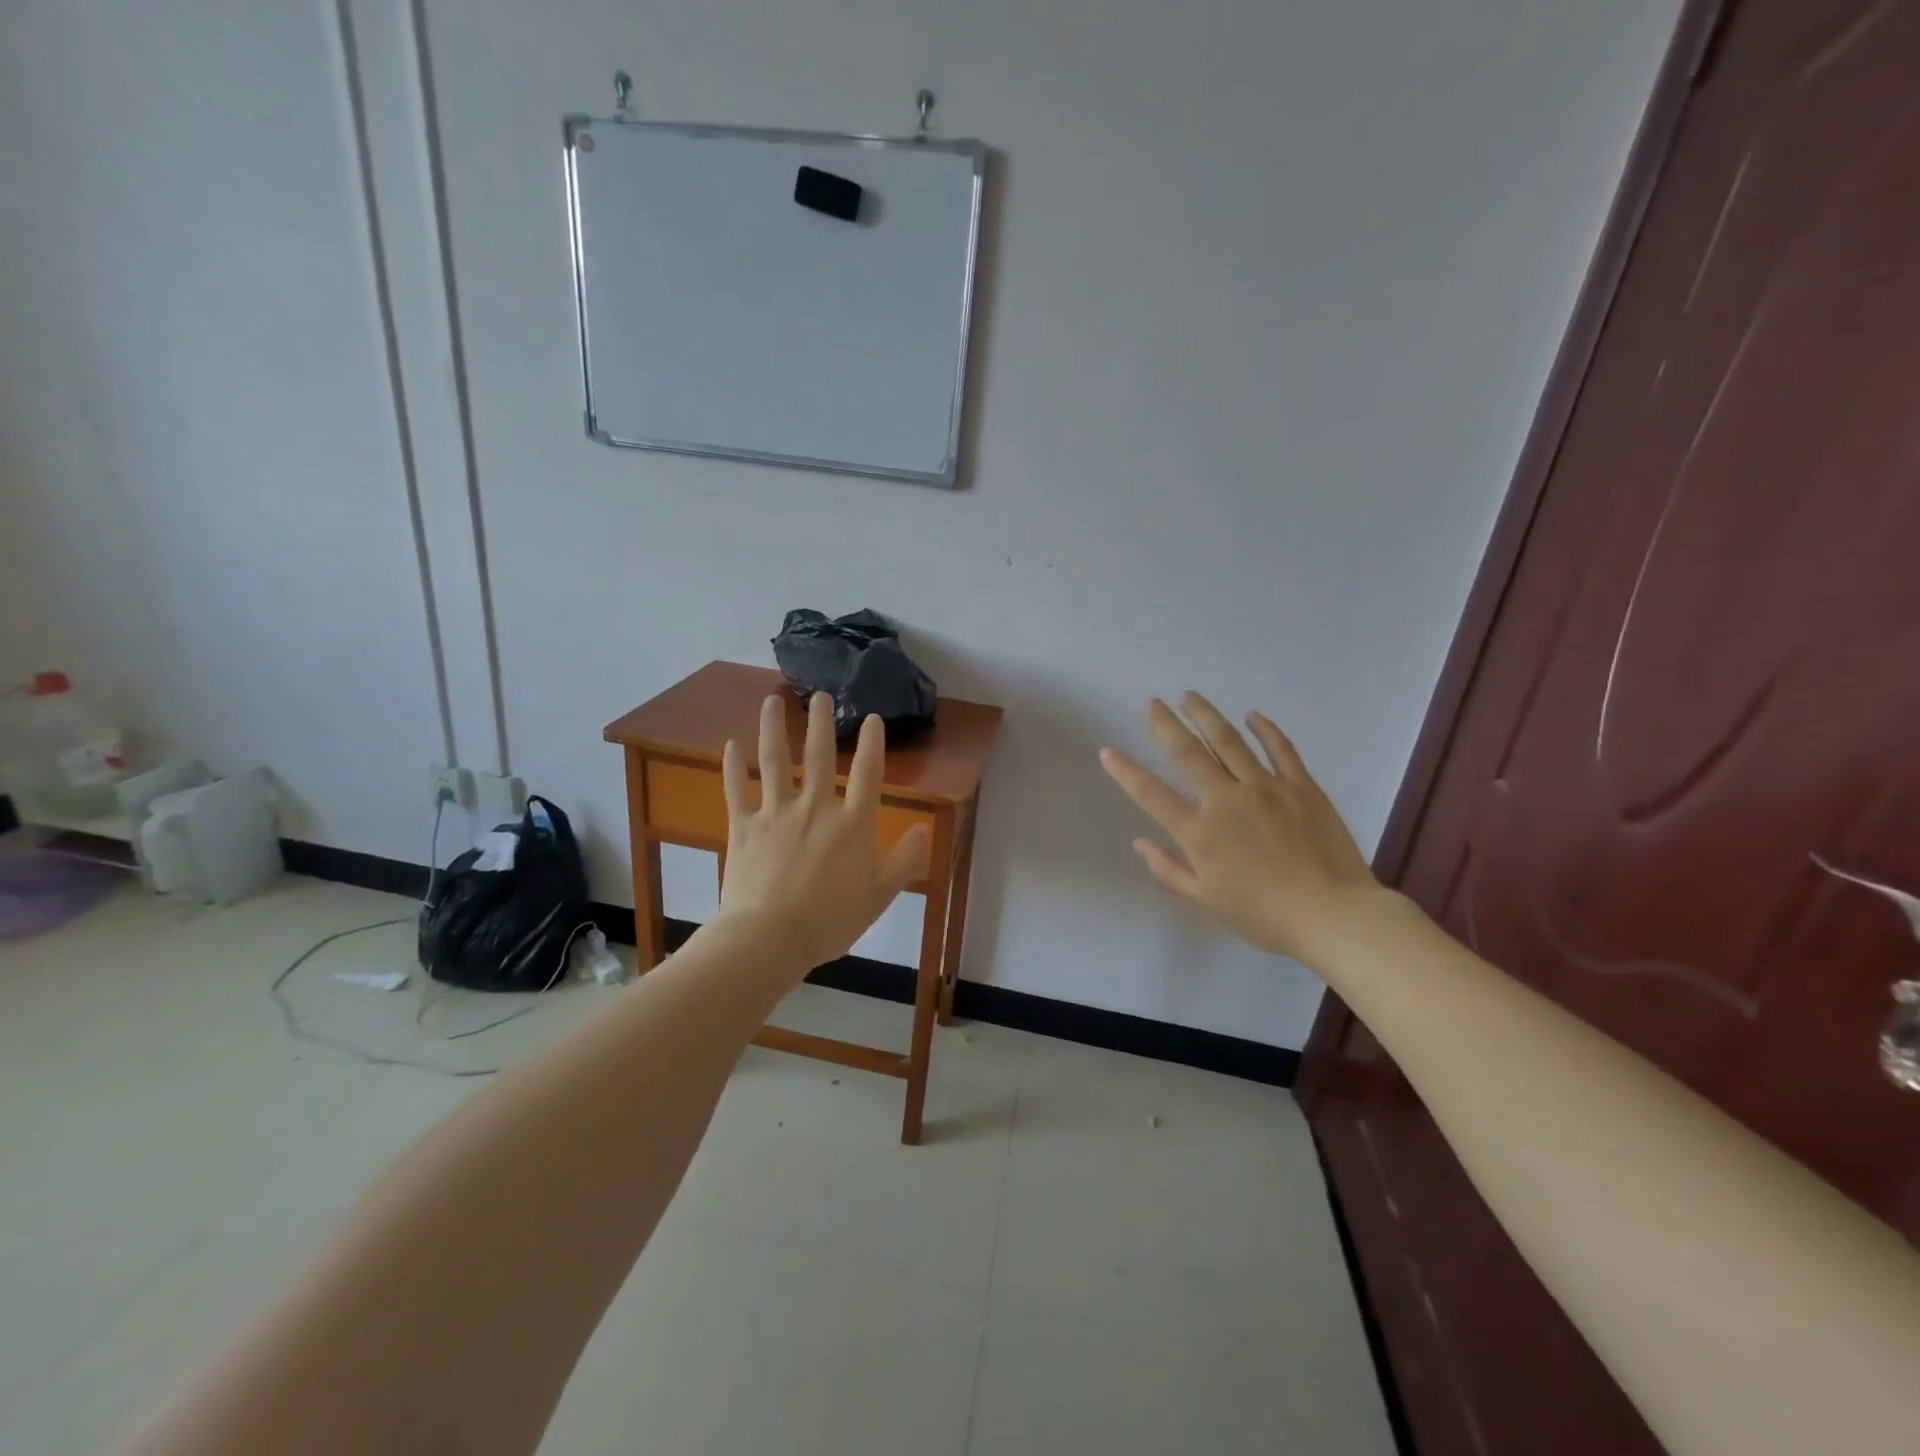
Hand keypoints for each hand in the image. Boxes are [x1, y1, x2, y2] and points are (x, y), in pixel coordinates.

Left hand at [715, 692, 928, 971]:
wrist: (768, 940)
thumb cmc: (829, 921)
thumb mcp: (879, 896)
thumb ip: (904, 861)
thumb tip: (923, 830)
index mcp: (852, 825)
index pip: (868, 774)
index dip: (872, 744)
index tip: (872, 719)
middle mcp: (815, 808)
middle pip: (818, 756)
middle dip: (820, 723)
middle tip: (819, 695)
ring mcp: (775, 814)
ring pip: (774, 762)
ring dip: (773, 728)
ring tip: (773, 701)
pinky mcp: (743, 827)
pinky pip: (736, 789)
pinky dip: (733, 766)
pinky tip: (730, 744)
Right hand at [1099, 694, 1382, 963]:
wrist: (1334, 916)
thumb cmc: (1265, 916)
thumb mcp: (1206, 902)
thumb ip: (1169, 871)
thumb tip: (1140, 843)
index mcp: (1200, 832)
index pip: (1151, 794)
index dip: (1125, 772)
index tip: (1107, 750)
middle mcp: (1226, 800)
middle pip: (1188, 754)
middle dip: (1166, 725)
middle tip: (1153, 703)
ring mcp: (1265, 788)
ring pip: (1229, 741)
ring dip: (1206, 716)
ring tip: (1190, 696)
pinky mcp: (1301, 786)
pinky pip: (1280, 749)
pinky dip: (1265, 729)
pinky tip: (1252, 715)